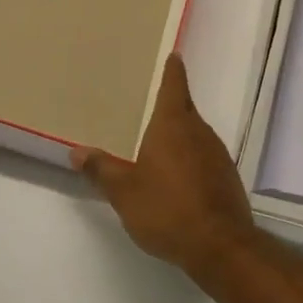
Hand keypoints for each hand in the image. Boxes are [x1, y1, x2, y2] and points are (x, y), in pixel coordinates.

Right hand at [72, 53, 258, 278]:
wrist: (220, 247)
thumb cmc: (167, 209)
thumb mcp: (124, 191)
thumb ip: (101, 169)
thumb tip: (76, 151)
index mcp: (173, 124)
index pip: (174, 85)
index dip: (173, 70)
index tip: (174, 56)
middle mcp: (199, 131)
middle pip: (184, 110)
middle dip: (169, 108)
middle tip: (149, 106)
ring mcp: (217, 154)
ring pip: (195, 135)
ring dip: (180, 137)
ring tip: (159, 146)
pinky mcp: (227, 178)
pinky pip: (205, 158)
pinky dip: (191, 160)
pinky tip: (179, 180)